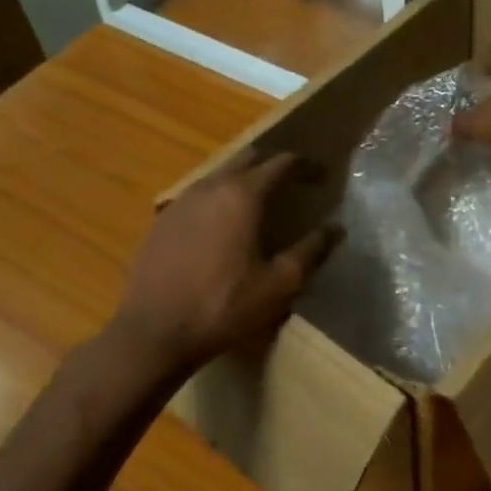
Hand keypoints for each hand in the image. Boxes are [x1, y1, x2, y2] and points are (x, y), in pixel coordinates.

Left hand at [113, 150, 340, 371]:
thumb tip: (335, 229)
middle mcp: (210, 187)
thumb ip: (310, 251)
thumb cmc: (225, 306)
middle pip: (247, 159)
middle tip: (294, 185)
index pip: (280, 163)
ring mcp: (181, 201)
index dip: (305, 166)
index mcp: (242, 196)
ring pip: (219, 175)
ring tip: (261, 204)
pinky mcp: (162, 221)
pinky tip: (223, 226)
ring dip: (244, 180)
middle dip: (274, 165)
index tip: (322, 176)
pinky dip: (219, 199)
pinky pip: (198, 196)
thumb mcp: (279, 284)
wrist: (156, 331)